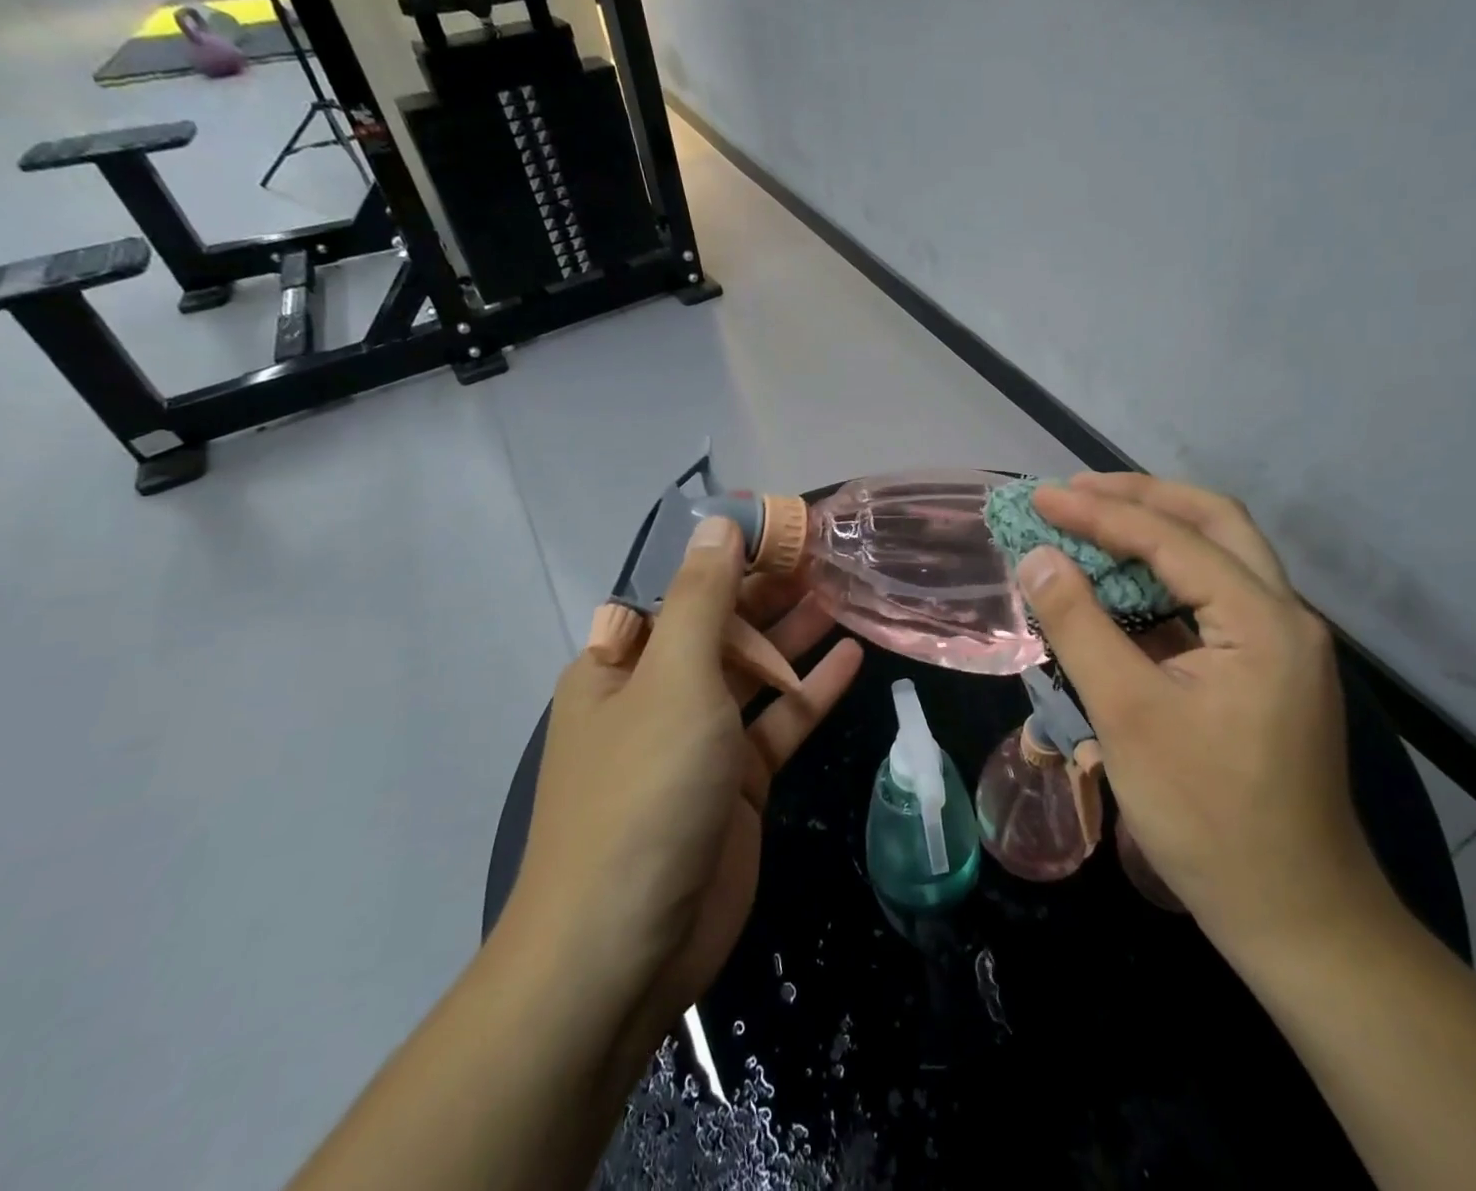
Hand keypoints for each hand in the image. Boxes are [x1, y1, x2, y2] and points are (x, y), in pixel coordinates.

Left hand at [504, 516, 863, 1047]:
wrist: (625, 951)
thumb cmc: (642, 792)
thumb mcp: (674, 680)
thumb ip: (704, 599)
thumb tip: (717, 524)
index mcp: (622, 663)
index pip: (681, 588)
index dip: (729, 553)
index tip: (781, 525)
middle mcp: (657, 694)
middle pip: (722, 626)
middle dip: (770, 590)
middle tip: (827, 552)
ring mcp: (699, 740)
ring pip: (756, 672)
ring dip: (796, 635)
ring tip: (845, 592)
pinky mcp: (737, 783)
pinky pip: (778, 723)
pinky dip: (811, 692)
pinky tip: (853, 657)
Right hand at [1017, 474, 1397, 955]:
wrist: (1296, 916)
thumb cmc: (1208, 817)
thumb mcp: (1128, 715)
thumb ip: (1078, 625)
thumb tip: (1037, 556)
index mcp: (1262, 620)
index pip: (1172, 538)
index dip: (1100, 512)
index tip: (1041, 498)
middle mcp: (1284, 617)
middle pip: (1214, 523)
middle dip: (1142, 497)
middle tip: (1077, 491)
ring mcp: (1280, 644)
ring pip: (1219, 557)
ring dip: (1156, 532)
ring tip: (1092, 522)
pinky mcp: (1266, 671)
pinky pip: (1213, 600)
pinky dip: (1164, 579)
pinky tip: (1122, 588)